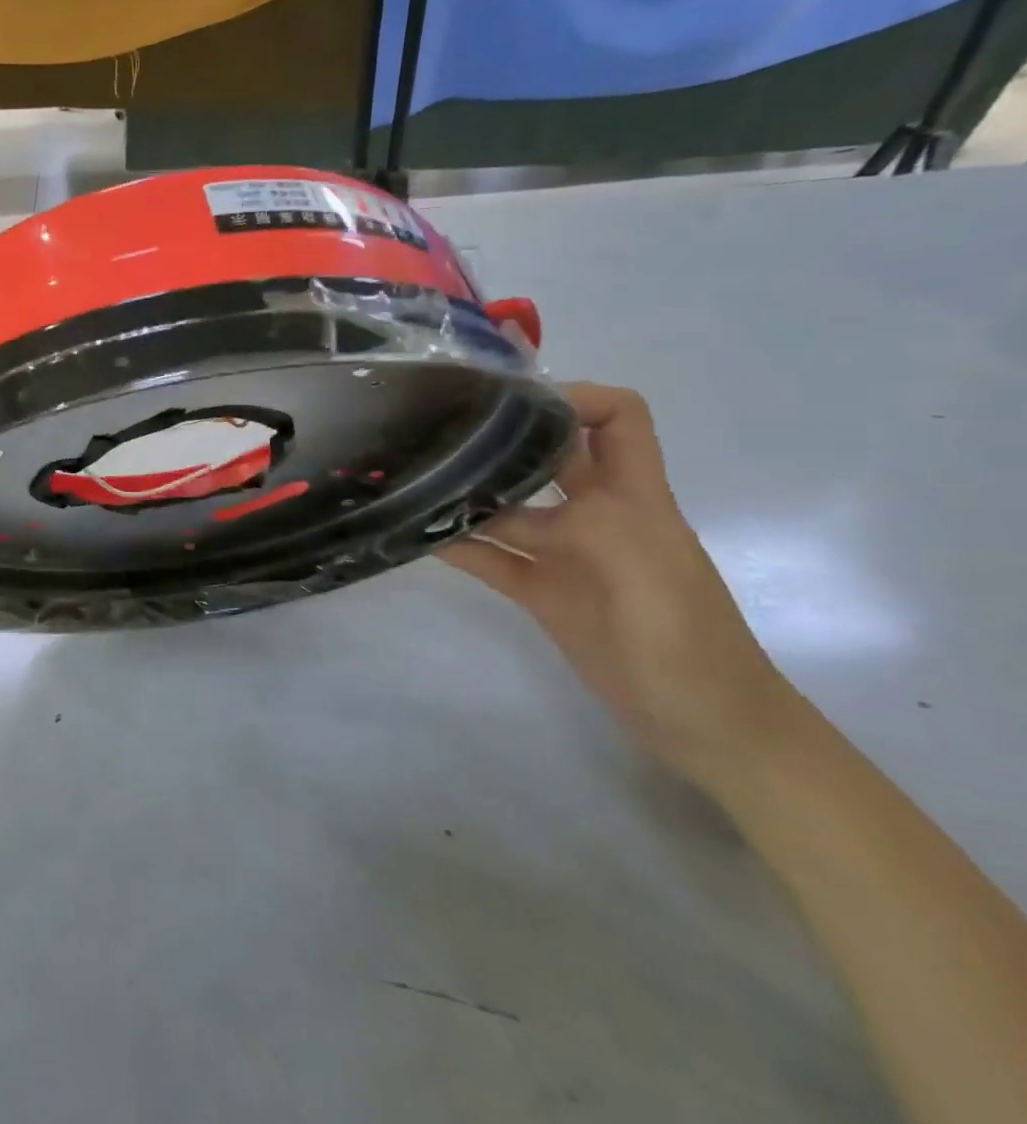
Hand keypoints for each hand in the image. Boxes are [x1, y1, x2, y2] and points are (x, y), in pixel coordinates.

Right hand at [440, 383, 797, 791]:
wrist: (707, 726)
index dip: (573, 397)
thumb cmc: (687, 640)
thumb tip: (494, 506)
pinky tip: (420, 538)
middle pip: (549, 455)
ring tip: (416, 481)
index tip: (509, 402)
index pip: (618, 418)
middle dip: (504, 436)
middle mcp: (597, 514)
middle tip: (440, 429)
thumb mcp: (641, 567)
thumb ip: (577, 524)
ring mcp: (566, 555)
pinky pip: (493, 558)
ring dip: (469, 495)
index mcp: (633, 496)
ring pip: (510, 508)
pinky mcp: (543, 592)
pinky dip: (458, 545)